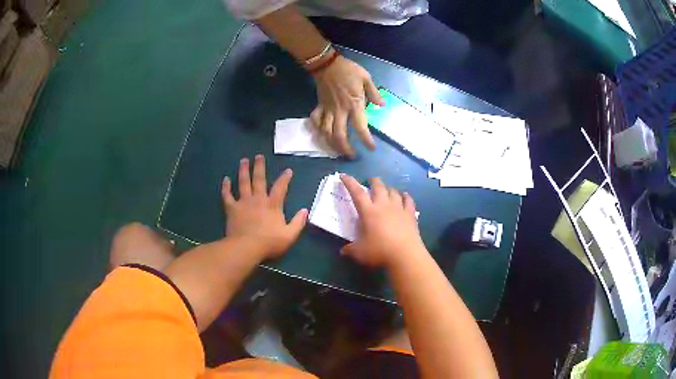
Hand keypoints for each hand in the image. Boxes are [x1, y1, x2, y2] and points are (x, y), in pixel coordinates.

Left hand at [221, 155, 307, 259]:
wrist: (247, 248)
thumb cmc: (270, 243)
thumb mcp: (290, 235)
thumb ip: (298, 222)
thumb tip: (305, 210)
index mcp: (273, 205)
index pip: (280, 187)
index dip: (285, 178)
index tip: (288, 170)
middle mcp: (258, 199)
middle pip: (259, 179)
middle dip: (259, 167)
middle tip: (258, 156)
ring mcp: (243, 202)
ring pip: (243, 183)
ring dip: (243, 171)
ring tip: (244, 160)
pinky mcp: (231, 209)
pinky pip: (227, 195)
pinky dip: (226, 187)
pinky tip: (225, 179)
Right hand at [310, 55, 383, 157]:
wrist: (327, 64)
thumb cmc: (348, 70)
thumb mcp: (366, 78)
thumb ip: (374, 93)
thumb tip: (381, 106)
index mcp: (354, 105)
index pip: (360, 128)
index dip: (366, 141)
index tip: (371, 148)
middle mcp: (340, 111)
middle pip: (339, 136)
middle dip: (345, 150)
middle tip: (352, 156)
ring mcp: (327, 110)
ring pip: (326, 133)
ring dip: (331, 144)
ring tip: (338, 151)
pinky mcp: (319, 106)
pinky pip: (316, 121)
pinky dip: (317, 129)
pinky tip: (321, 134)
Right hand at [340, 174, 425, 267]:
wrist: (405, 255)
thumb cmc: (379, 251)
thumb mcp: (359, 253)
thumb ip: (350, 250)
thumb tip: (343, 251)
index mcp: (368, 211)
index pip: (357, 192)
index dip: (349, 182)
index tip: (343, 176)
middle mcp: (383, 205)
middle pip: (378, 187)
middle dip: (373, 181)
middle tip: (370, 180)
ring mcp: (399, 209)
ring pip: (393, 192)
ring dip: (388, 188)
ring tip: (386, 190)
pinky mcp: (410, 215)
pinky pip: (408, 201)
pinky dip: (406, 196)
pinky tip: (405, 195)